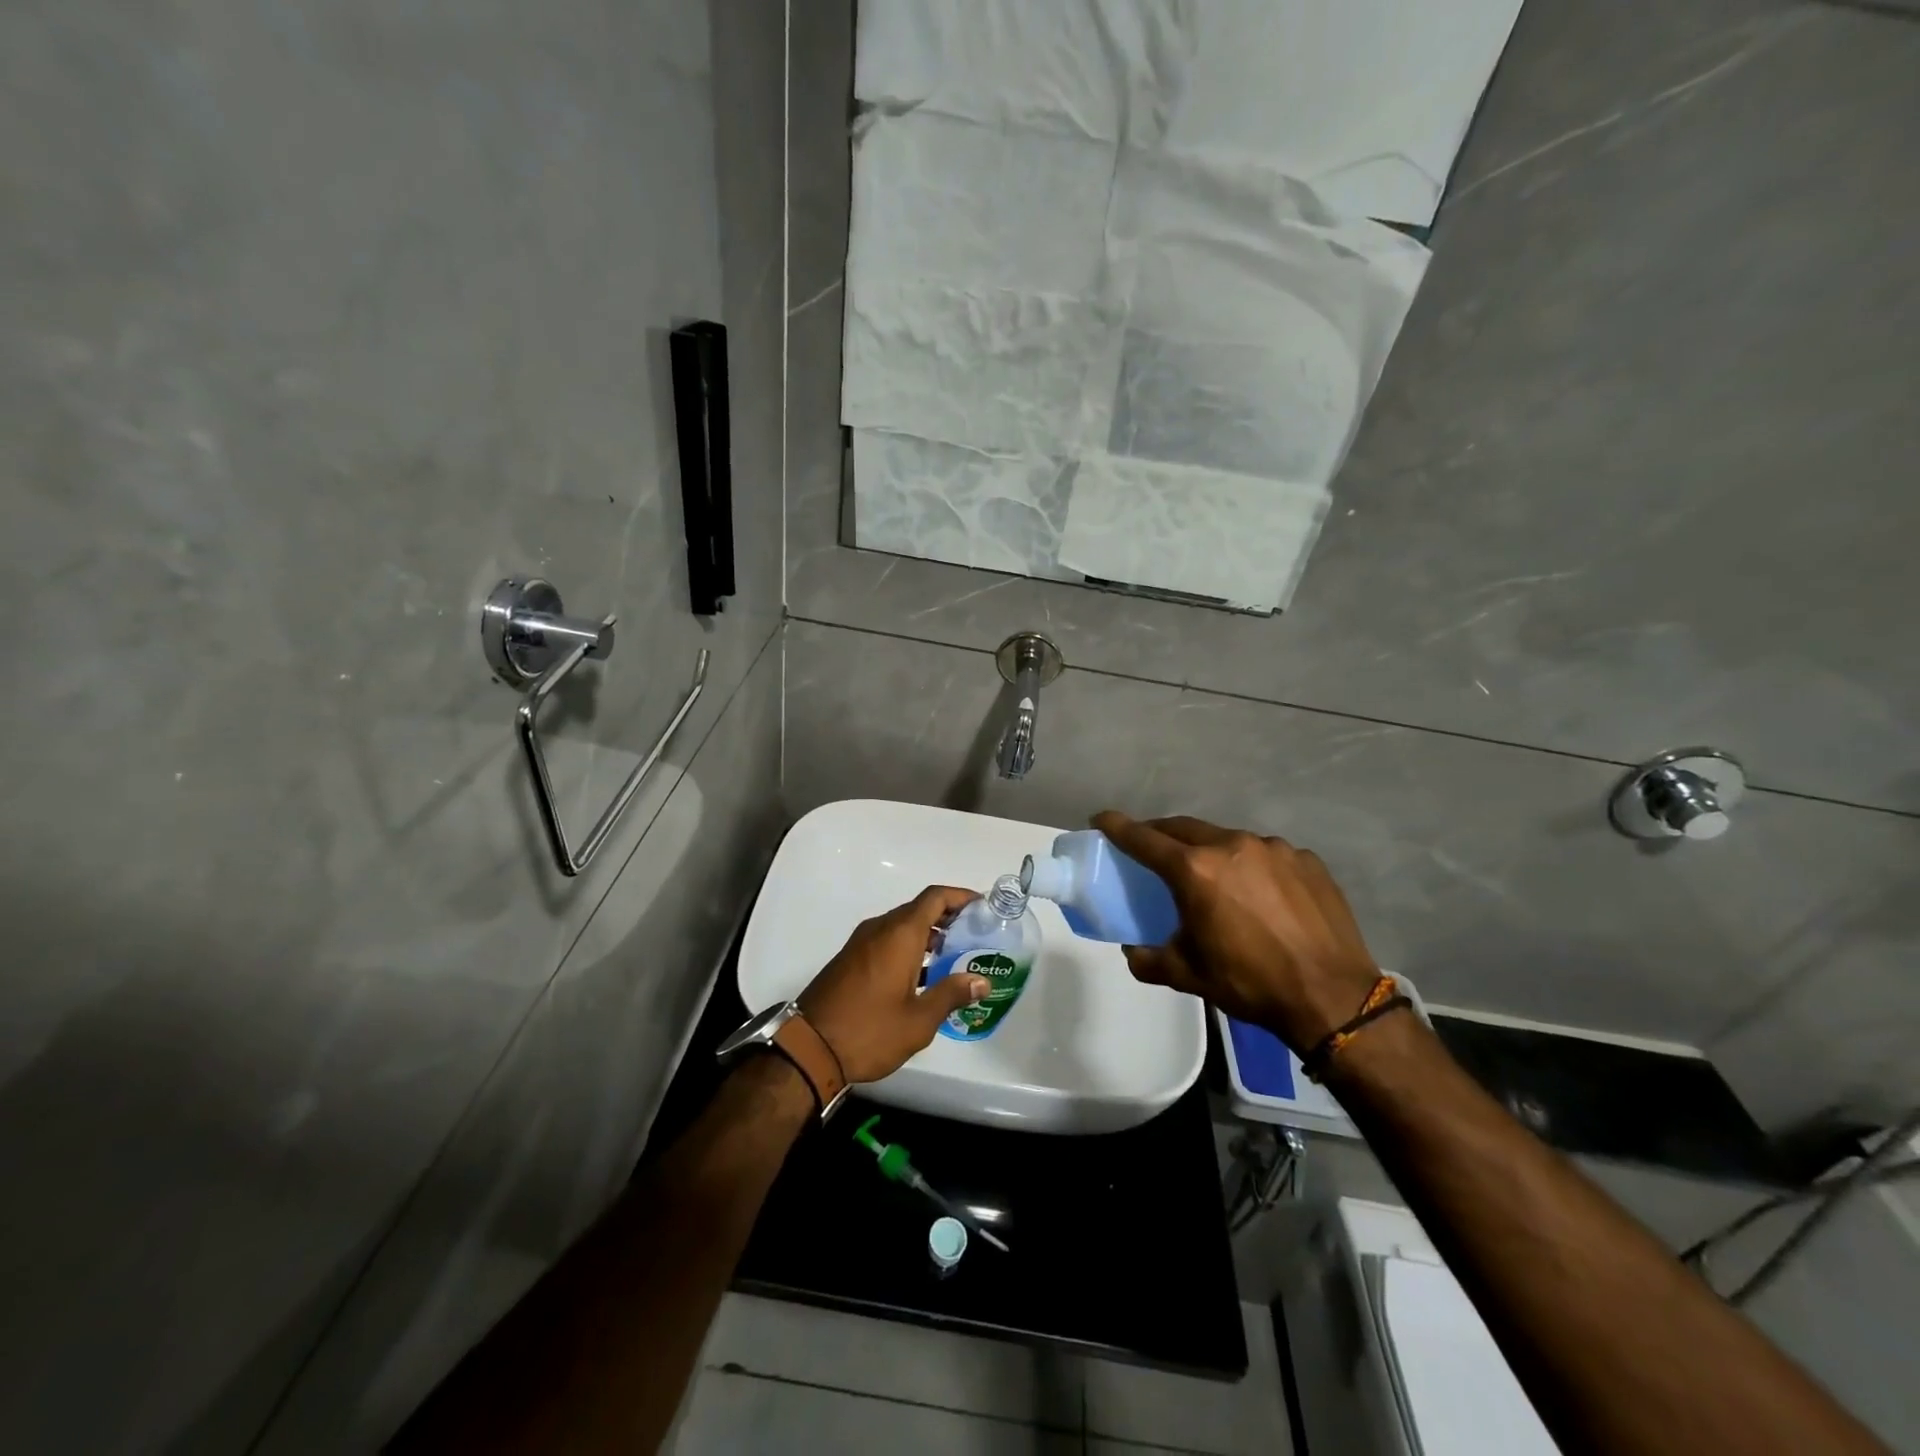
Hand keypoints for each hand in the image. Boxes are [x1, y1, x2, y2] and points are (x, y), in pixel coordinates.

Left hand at [799, 886, 989, 1083]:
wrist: (808, 1048)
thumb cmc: (869, 1031)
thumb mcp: (918, 1020)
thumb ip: (951, 995)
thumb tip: (981, 981)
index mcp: (899, 934)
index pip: (935, 897)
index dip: (960, 896)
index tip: (982, 907)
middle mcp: (880, 929)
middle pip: (919, 909)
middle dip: (948, 917)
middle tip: (975, 936)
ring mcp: (861, 943)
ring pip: (901, 925)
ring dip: (927, 934)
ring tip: (954, 957)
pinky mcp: (850, 959)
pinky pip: (886, 940)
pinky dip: (908, 946)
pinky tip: (922, 975)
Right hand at [1092, 812, 1381, 1052]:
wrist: (1333, 998)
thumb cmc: (1250, 983)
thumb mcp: (1188, 975)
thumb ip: (1149, 960)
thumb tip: (1133, 951)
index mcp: (1195, 870)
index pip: (1144, 838)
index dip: (1117, 827)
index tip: (1100, 819)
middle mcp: (1231, 846)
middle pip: (1184, 828)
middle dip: (1161, 834)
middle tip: (1151, 849)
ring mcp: (1274, 848)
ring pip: (1227, 839)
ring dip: (1210, 852)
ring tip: (1213, 878)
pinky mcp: (1306, 860)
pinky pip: (1266, 855)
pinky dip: (1251, 866)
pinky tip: (1260, 895)